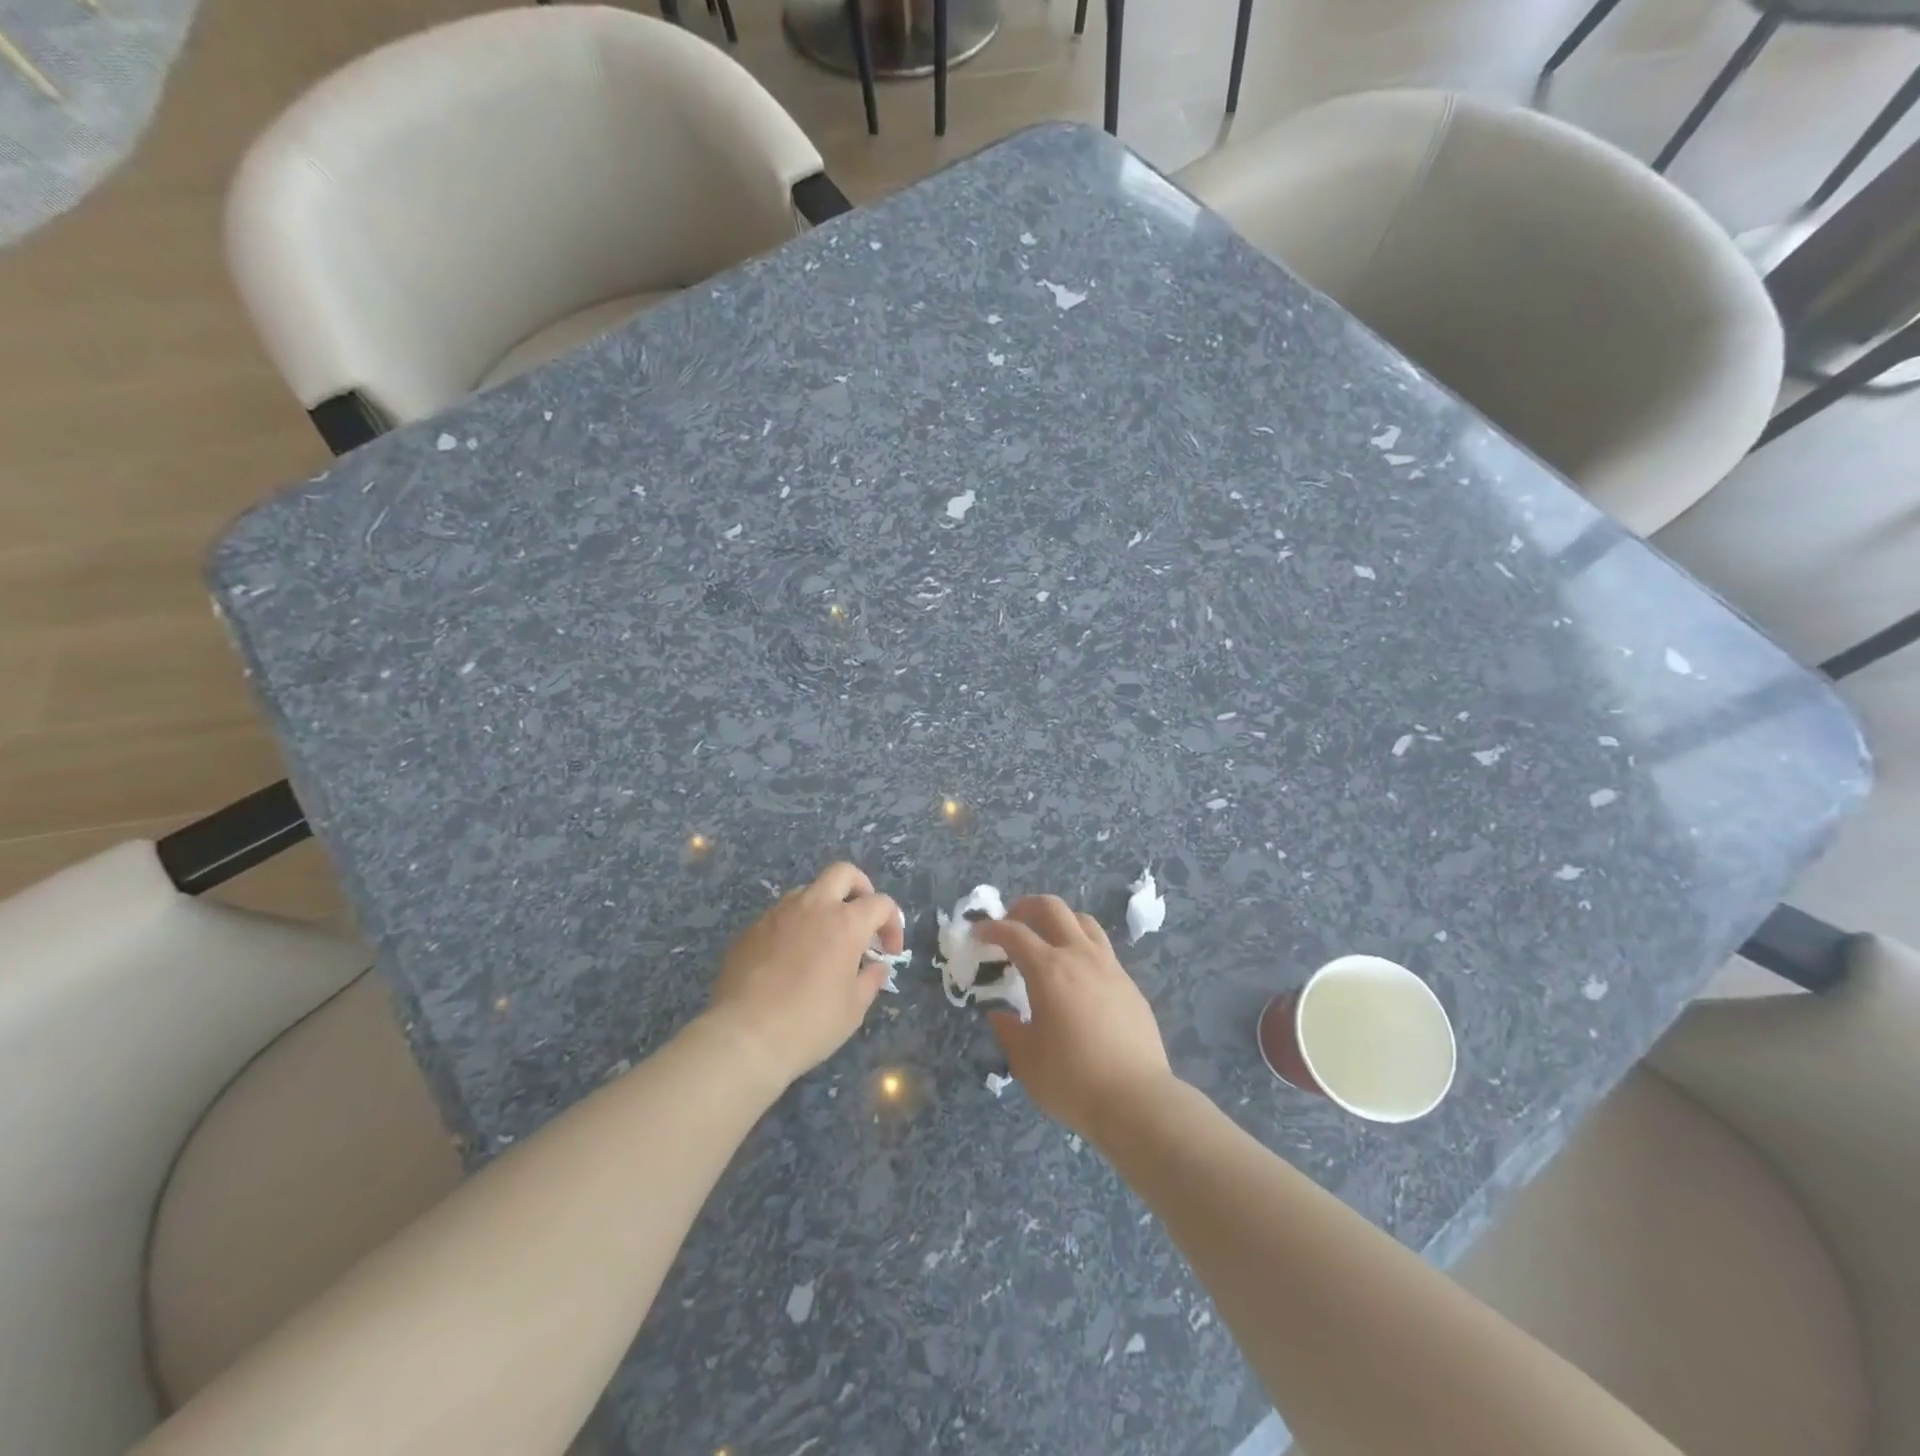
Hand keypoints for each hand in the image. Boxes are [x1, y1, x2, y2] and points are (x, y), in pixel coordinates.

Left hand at [702, 862, 901, 1088]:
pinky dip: (795, 926)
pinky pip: (780, 915)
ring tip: (824, 941)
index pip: (880, 903)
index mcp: (845, 922)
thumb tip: (876, 965)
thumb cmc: (809, 1024)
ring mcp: (778, 914)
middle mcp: (813, 906)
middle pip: (843, 873)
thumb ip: (871, 979)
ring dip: (824, 906)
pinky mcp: (751, 929)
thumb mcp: (854, 1008)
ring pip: (808, 890)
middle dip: (860, 888)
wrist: (744, 1037)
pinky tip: (791, 959)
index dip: (892, 923)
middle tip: (862, 918)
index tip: (889, 952)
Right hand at [975, 896, 1174, 1143]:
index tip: (978, 934)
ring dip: (1059, 920)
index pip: (1014, 933)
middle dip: (1026, 906)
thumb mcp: (1026, 1061)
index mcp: (1049, 970)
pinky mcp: (1129, 984)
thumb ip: (1009, 1031)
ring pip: (1083, 921)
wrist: (1137, 1100)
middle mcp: (1080, 957)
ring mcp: (1110, 967)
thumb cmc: (1073, 1080)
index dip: (991, 928)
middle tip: (1011, 920)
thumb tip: (1001, 1015)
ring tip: (1046, 938)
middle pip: (1052, 908)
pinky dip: (1082, 947)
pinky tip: (1076, 975)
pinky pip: (1102, 949)